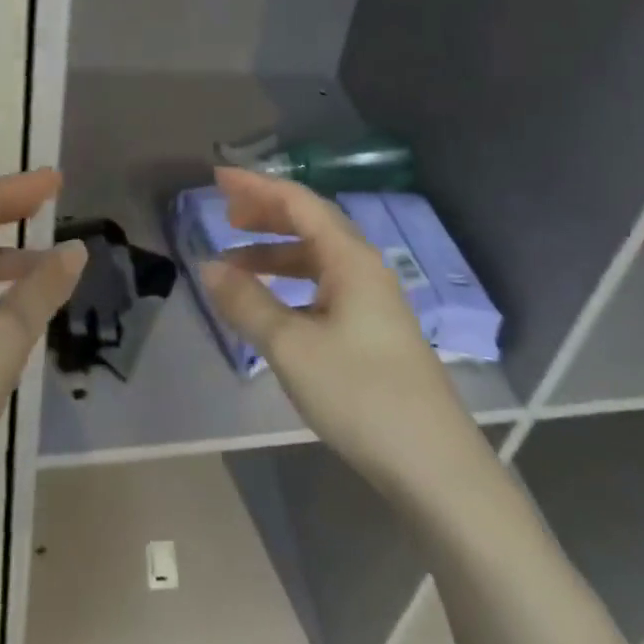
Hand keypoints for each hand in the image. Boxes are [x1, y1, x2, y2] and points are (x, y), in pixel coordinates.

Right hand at [200, 167, 489, 496]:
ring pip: (318, 257)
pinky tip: (274, 303)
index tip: (218, 178)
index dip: (256, 186)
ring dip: (276, 252)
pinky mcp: (374, 328)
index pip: (298, 202)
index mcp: (350, 258)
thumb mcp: (292, 347)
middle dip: (266, 214)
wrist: (433, 464)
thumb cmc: (360, 394)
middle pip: (311, 222)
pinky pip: (325, 285)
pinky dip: (293, 282)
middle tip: (225, 215)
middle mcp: (365, 267)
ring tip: (236, 264)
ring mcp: (374, 298)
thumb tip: (209, 266)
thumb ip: (248, 303)